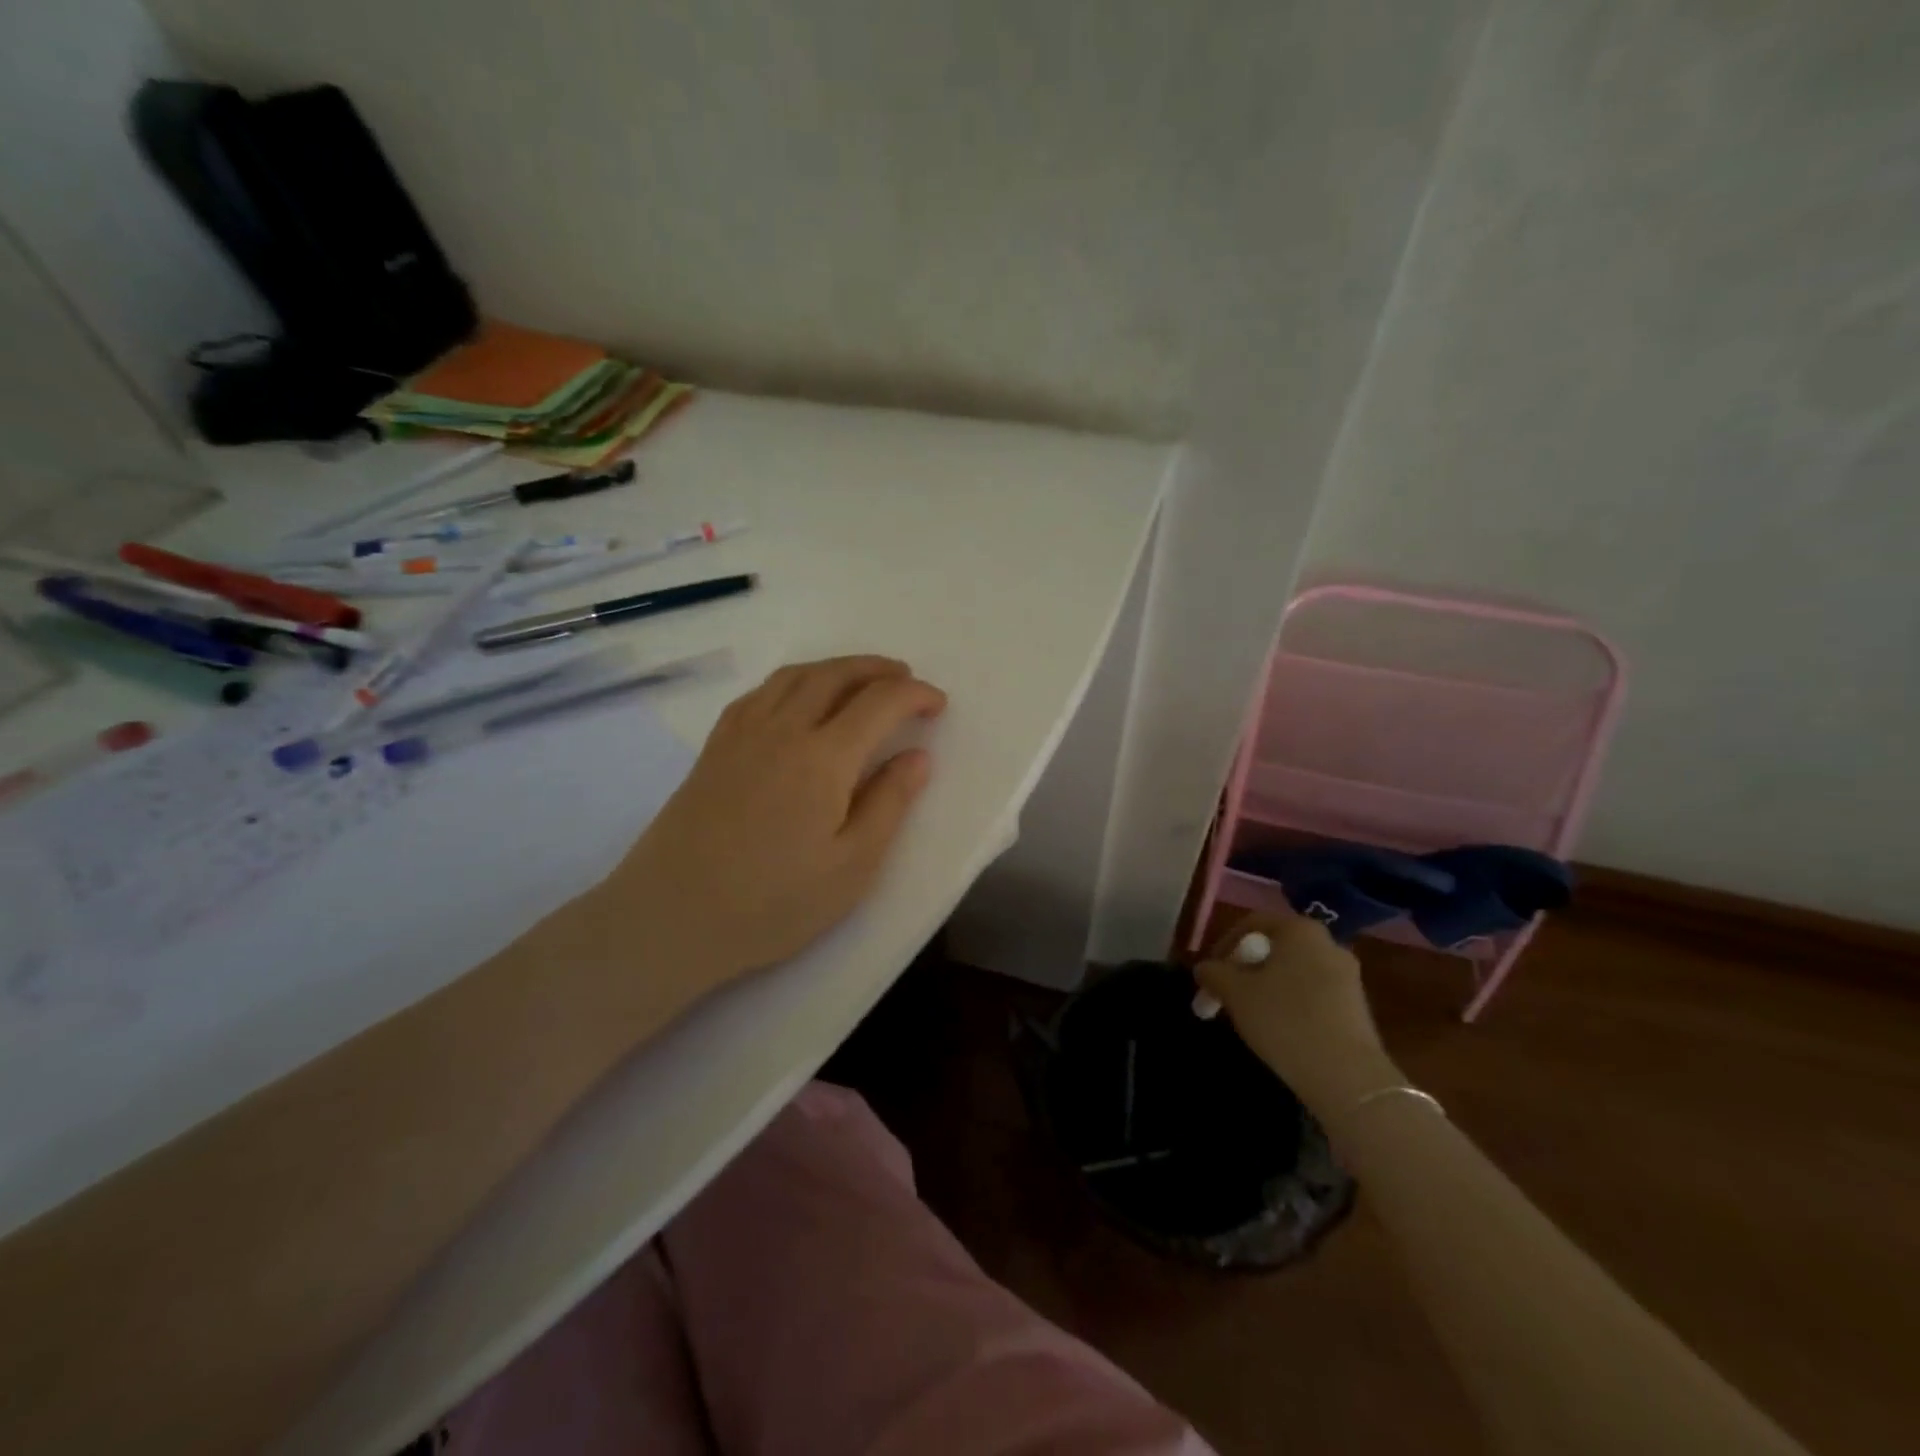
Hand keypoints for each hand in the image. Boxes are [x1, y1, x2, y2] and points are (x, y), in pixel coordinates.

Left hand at [604, 655, 946, 994]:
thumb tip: (918, 756)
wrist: (670, 917)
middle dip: (877, 669)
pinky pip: (760, 693)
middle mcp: (782, 729)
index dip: (915, 694)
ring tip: (859, 679)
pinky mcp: (714, 748)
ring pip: (794, 676)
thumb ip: (889, 804)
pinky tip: (797, 699)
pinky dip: (792, 681)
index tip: (938, 705)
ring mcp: (742, 734)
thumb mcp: (851, 866)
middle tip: (905, 678)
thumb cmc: (772, 902)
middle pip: (835, 675)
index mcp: (823, 757)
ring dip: (835, 667)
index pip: (879, 702)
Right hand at [1194, 910, 1400, 1114]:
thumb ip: (1214, 973)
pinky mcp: (1357, 1008)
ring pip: (1294, 972)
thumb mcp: (1235, 993)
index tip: (1210, 972)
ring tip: (1249, 1014)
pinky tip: (1279, 1028)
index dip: (1224, 944)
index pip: (1252, 923)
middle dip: (1246, 968)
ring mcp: (1348, 976)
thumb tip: (1204, 968)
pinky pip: (1313, 994)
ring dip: (1267, 987)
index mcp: (1300, 930)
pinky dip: (1291, 1003)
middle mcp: (1328, 944)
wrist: (1347, 1078)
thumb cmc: (1284, 1020)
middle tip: (1226, 993)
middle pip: (1275, 948)